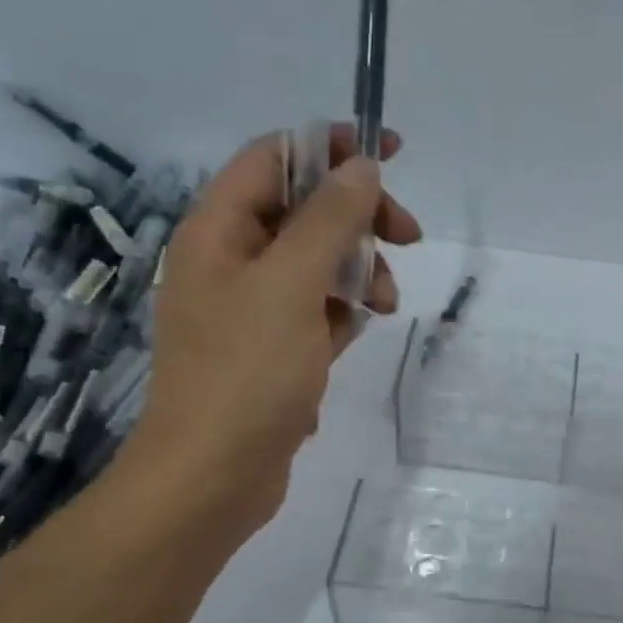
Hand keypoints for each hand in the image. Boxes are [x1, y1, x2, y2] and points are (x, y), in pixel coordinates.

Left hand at [115, 124, 420, 547]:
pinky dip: (343, 309)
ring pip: (317, 262)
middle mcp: (230, 260)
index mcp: (218, 231)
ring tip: (383, 305)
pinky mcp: (272, 348)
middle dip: (357, 217)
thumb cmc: (246, 373)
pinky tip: (359, 331)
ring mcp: (251, 307)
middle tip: (408, 236)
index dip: (331, 146)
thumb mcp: (292, 285)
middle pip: (303, 209)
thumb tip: (361, 167)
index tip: (389, 153)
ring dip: (358, 270)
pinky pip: (316, 308)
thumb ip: (329, 220)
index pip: (275, 158)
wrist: (214, 475)